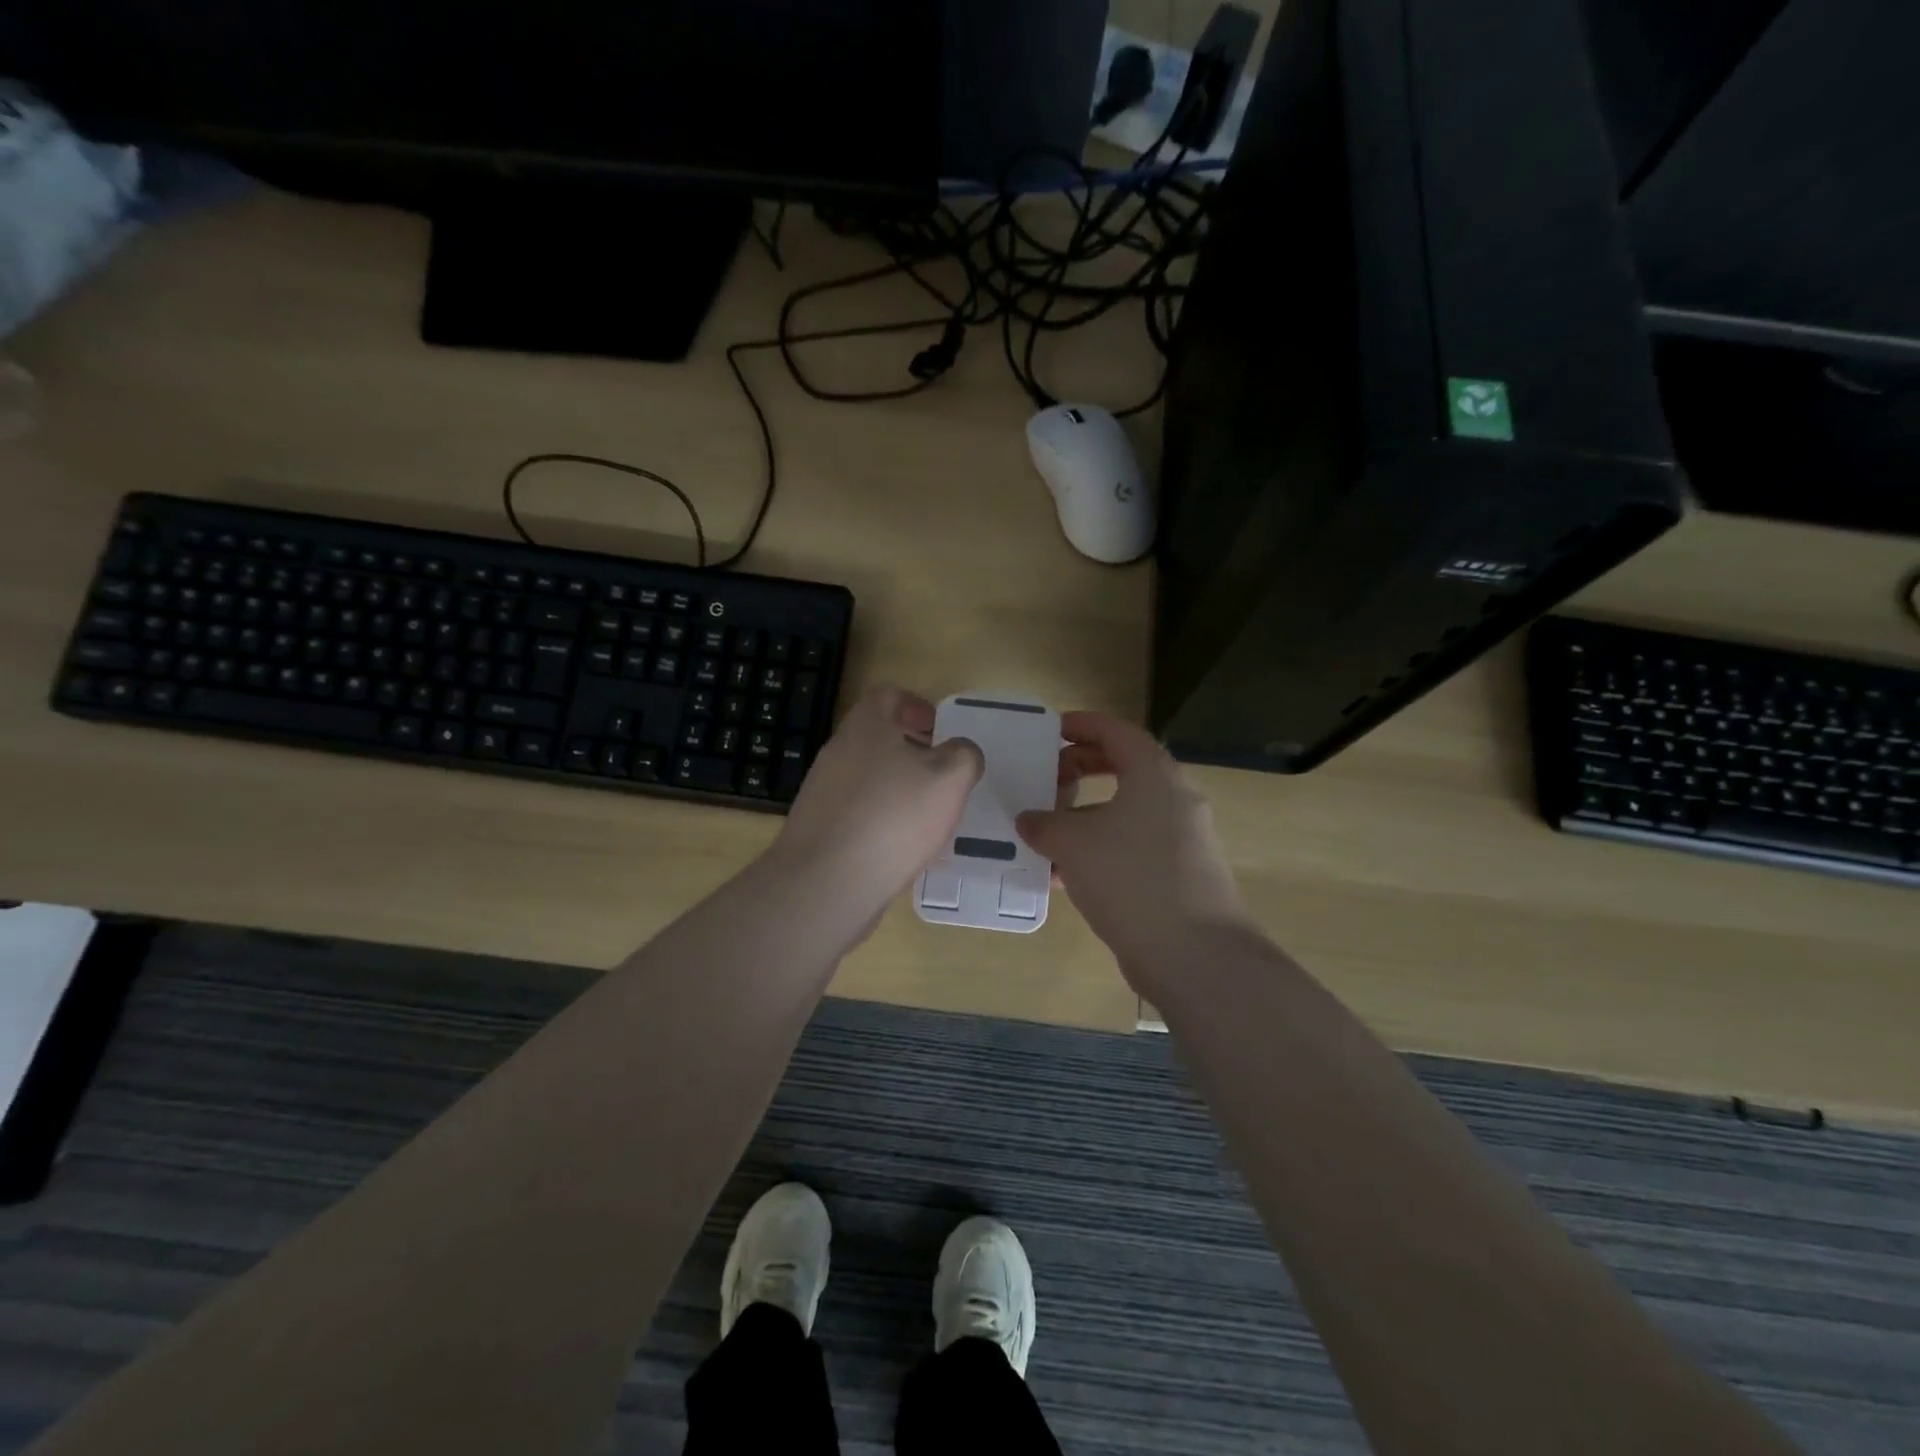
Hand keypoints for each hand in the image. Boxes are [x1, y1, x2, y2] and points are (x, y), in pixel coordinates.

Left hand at [772, 686, 982, 912]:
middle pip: (878, 738)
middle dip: (912, 752)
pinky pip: (857, 813)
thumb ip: (964, 755)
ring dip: (898, 789)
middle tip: (942, 776)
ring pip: (868, 777)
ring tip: (928, 816)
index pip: (889, 696)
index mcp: (867, 727)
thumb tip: (961, 752)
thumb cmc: (893, 818)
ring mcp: (823, 791)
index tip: (940, 731)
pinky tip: (901, 847)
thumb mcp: (949, 778)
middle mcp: (838, 751)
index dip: (917, 706)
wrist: (826, 882)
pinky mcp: (819, 828)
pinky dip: (881, 821)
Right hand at [1016, 712, 1249, 984]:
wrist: (1193, 953)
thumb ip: (1044, 824)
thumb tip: (1029, 820)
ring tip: (1046, 830)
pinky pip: (1132, 847)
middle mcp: (1174, 798)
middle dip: (1082, 769)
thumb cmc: (1130, 876)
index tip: (1051, 730)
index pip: (1116, 731)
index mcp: (1154, 774)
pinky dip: (1100, 849)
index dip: (1082, 725)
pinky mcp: (1179, 875)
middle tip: (1047, 777)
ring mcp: (1181, 839)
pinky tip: (1064, 875)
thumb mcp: (1072, 843)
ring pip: (1126, 812)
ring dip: (1086, 815)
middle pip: (1124, 768)